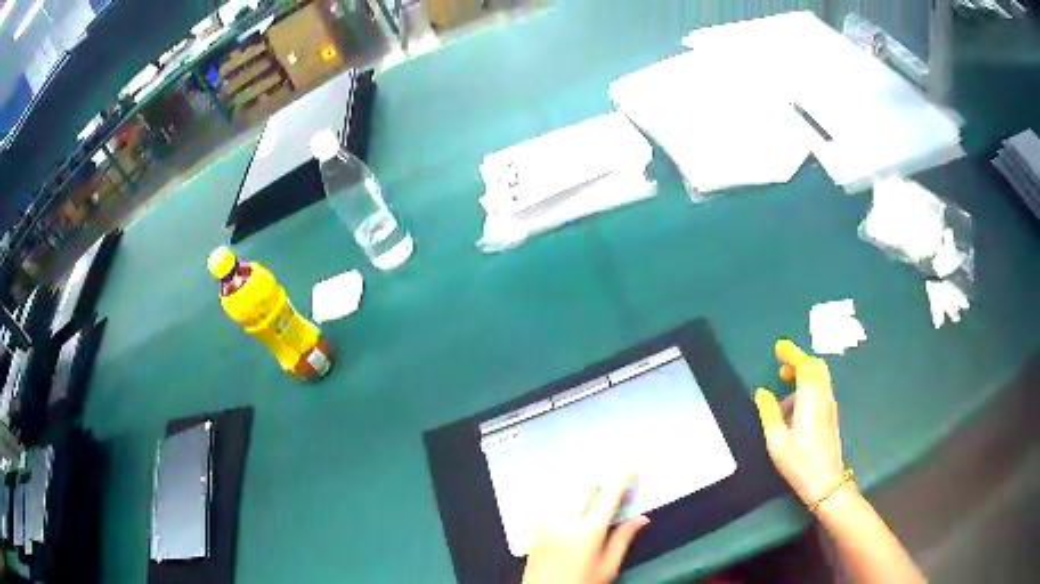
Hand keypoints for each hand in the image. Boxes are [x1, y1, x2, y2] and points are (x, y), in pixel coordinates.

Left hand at [521, 474, 649, 583]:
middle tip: (617, 478)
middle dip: (603, 478)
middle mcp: (564, 520)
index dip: (622, 477)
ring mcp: (546, 520)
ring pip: (568, 489)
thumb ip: (623, 539)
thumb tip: (641, 518)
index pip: (608, 494)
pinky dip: (568, 493)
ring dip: (584, 483)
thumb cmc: (579, 583)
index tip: (633, 468)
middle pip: (585, 485)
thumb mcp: (607, 567)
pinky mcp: (536, 524)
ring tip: (598, 485)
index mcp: (587, 531)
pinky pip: (555, 498)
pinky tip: (576, 496)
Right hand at [754, 340, 849, 509]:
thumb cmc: (799, 461)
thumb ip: (768, 412)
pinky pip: (820, 390)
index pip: (804, 365)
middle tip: (780, 369)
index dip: (791, 353)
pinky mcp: (831, 415)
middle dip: (798, 362)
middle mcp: (823, 396)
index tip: (778, 348)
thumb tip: (761, 393)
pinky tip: (794, 409)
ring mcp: (829, 405)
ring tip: (783, 391)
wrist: (825, 482)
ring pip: (819, 378)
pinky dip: (807, 387)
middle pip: (815, 367)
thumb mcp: (776, 440)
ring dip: (803, 375)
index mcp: (810, 397)